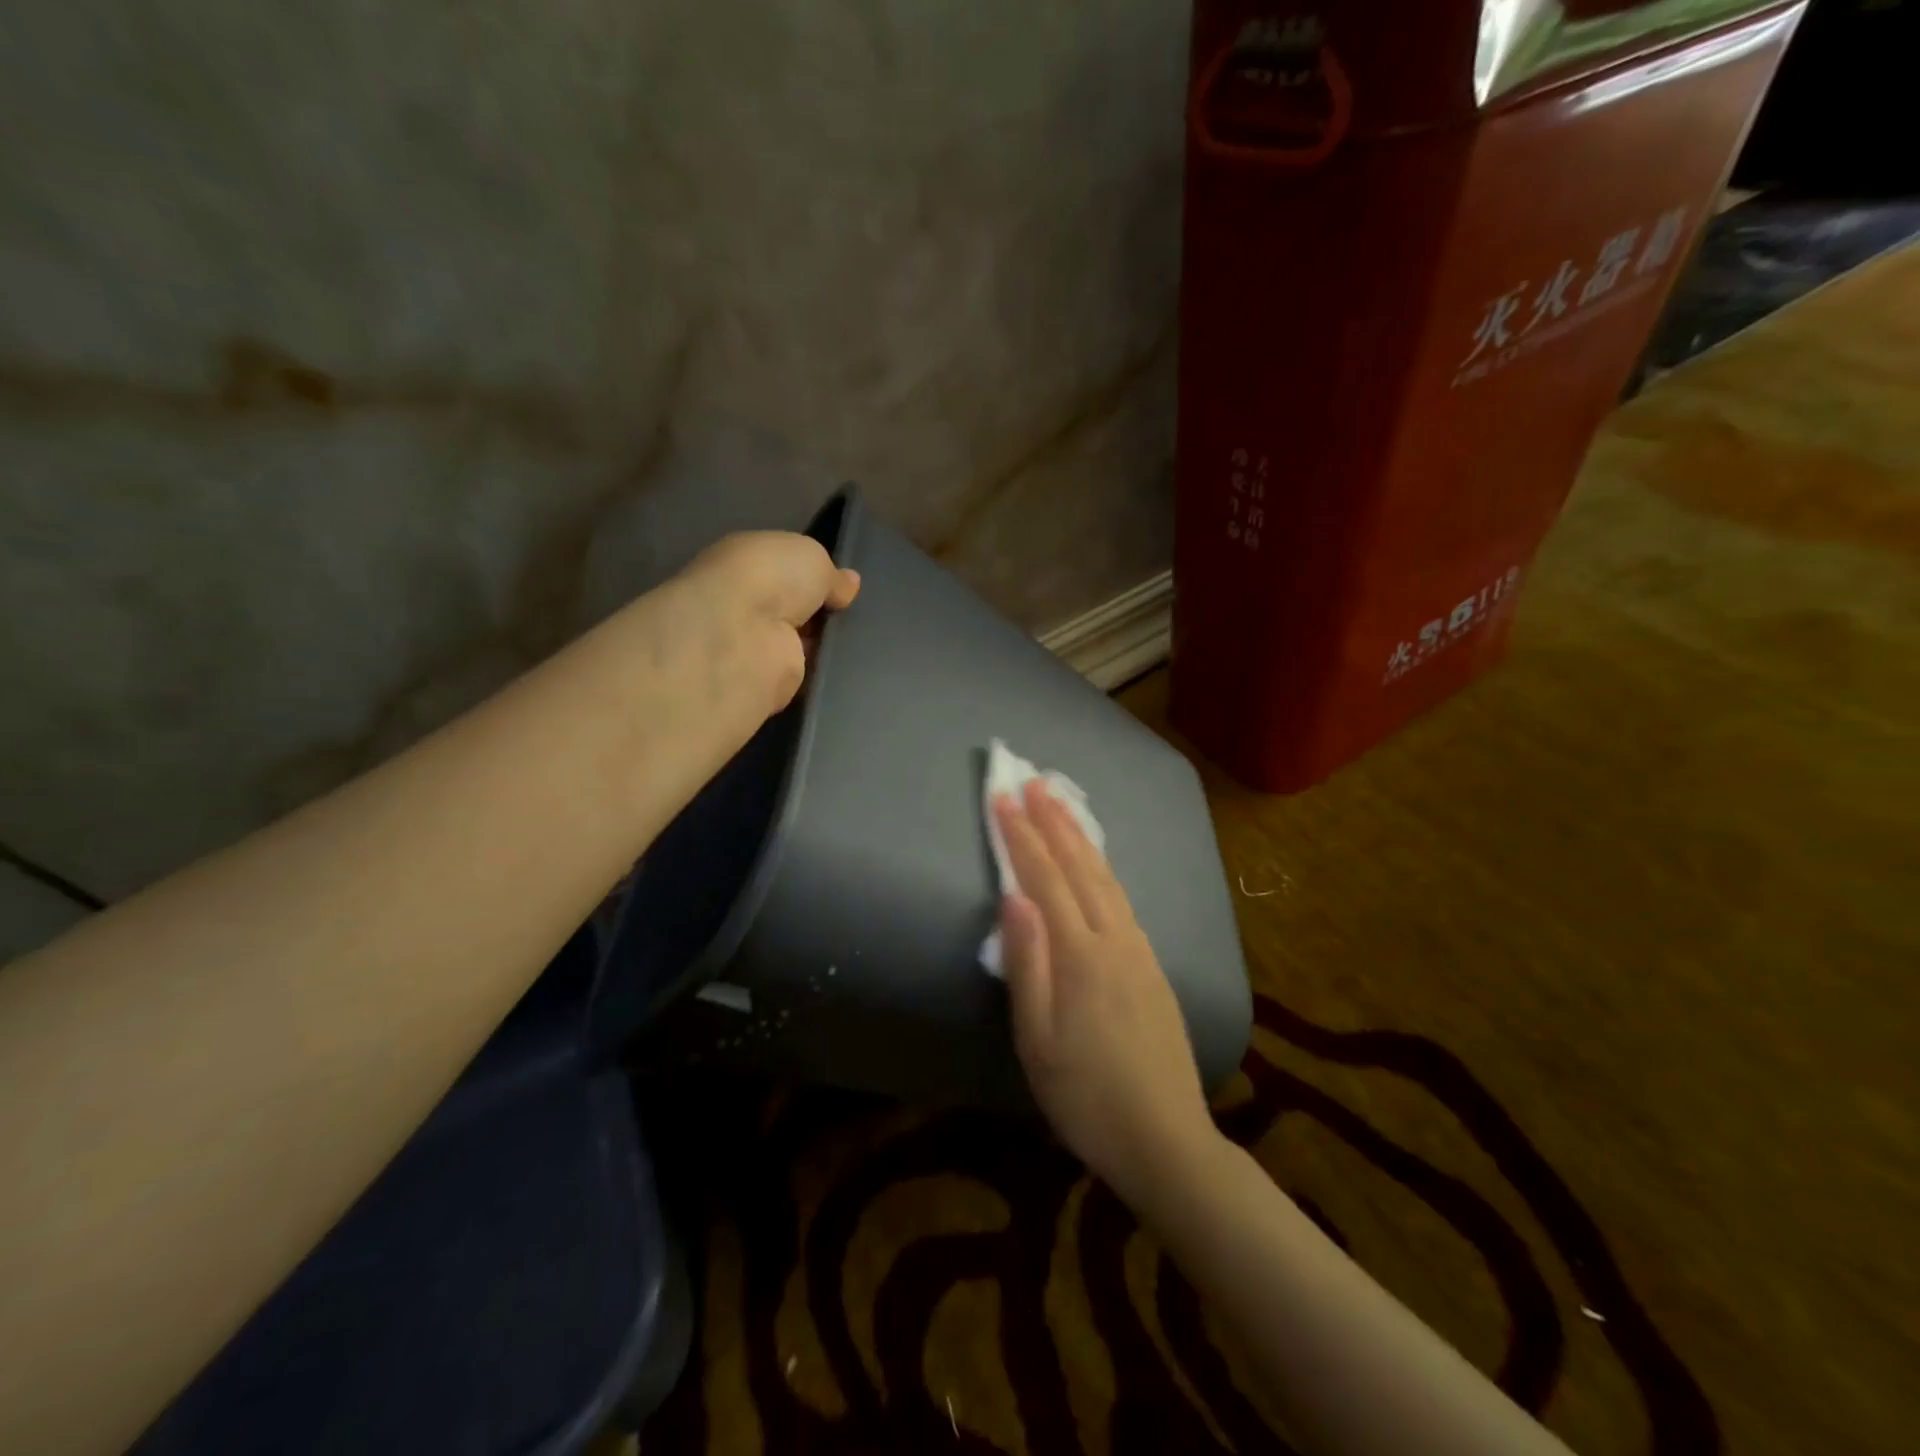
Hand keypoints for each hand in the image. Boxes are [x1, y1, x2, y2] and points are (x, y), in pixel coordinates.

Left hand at [674, 531, 860, 715]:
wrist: (743, 638)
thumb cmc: (770, 579)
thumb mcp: (811, 557)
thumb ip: (831, 574)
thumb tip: (848, 584)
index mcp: (745, 562)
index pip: (783, 568)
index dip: (814, 576)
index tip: (845, 587)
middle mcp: (745, 603)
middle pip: (794, 607)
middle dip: (823, 611)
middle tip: (857, 614)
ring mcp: (755, 645)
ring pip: (801, 642)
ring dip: (825, 643)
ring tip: (862, 640)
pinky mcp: (767, 682)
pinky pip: (804, 673)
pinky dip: (823, 671)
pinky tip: (849, 667)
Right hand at [993, 781, 1216, 1200]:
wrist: (1166, 1140)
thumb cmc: (1086, 1097)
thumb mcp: (1037, 1040)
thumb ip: (1027, 963)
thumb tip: (1013, 896)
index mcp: (1081, 955)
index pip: (1044, 878)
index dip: (1021, 835)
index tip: (1002, 797)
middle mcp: (1115, 939)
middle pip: (1080, 867)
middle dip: (1054, 820)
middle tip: (1034, 781)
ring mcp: (1140, 950)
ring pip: (1107, 878)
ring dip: (1081, 836)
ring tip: (1062, 805)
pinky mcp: (1153, 965)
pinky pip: (1123, 898)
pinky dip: (1103, 867)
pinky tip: (1097, 863)